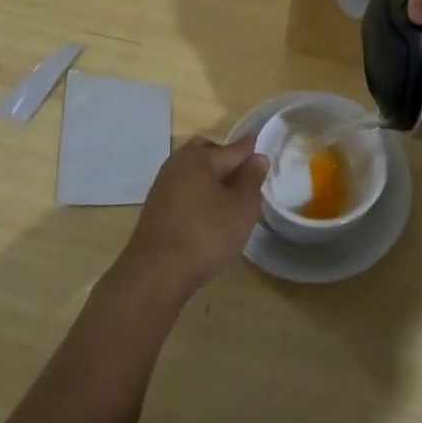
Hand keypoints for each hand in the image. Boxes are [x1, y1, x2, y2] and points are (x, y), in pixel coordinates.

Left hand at [120, 136, 268, 293]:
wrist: (155, 274)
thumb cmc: (206, 235)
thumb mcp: (241, 208)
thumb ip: (252, 180)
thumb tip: (257, 158)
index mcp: (198, 158)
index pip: (234, 148)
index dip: (252, 152)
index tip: (266, 154)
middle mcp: (177, 165)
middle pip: (207, 152)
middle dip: (227, 160)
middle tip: (246, 178)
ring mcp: (163, 187)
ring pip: (193, 172)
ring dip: (212, 178)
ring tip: (231, 199)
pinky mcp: (156, 209)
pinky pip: (184, 189)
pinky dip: (199, 193)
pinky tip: (209, 214)